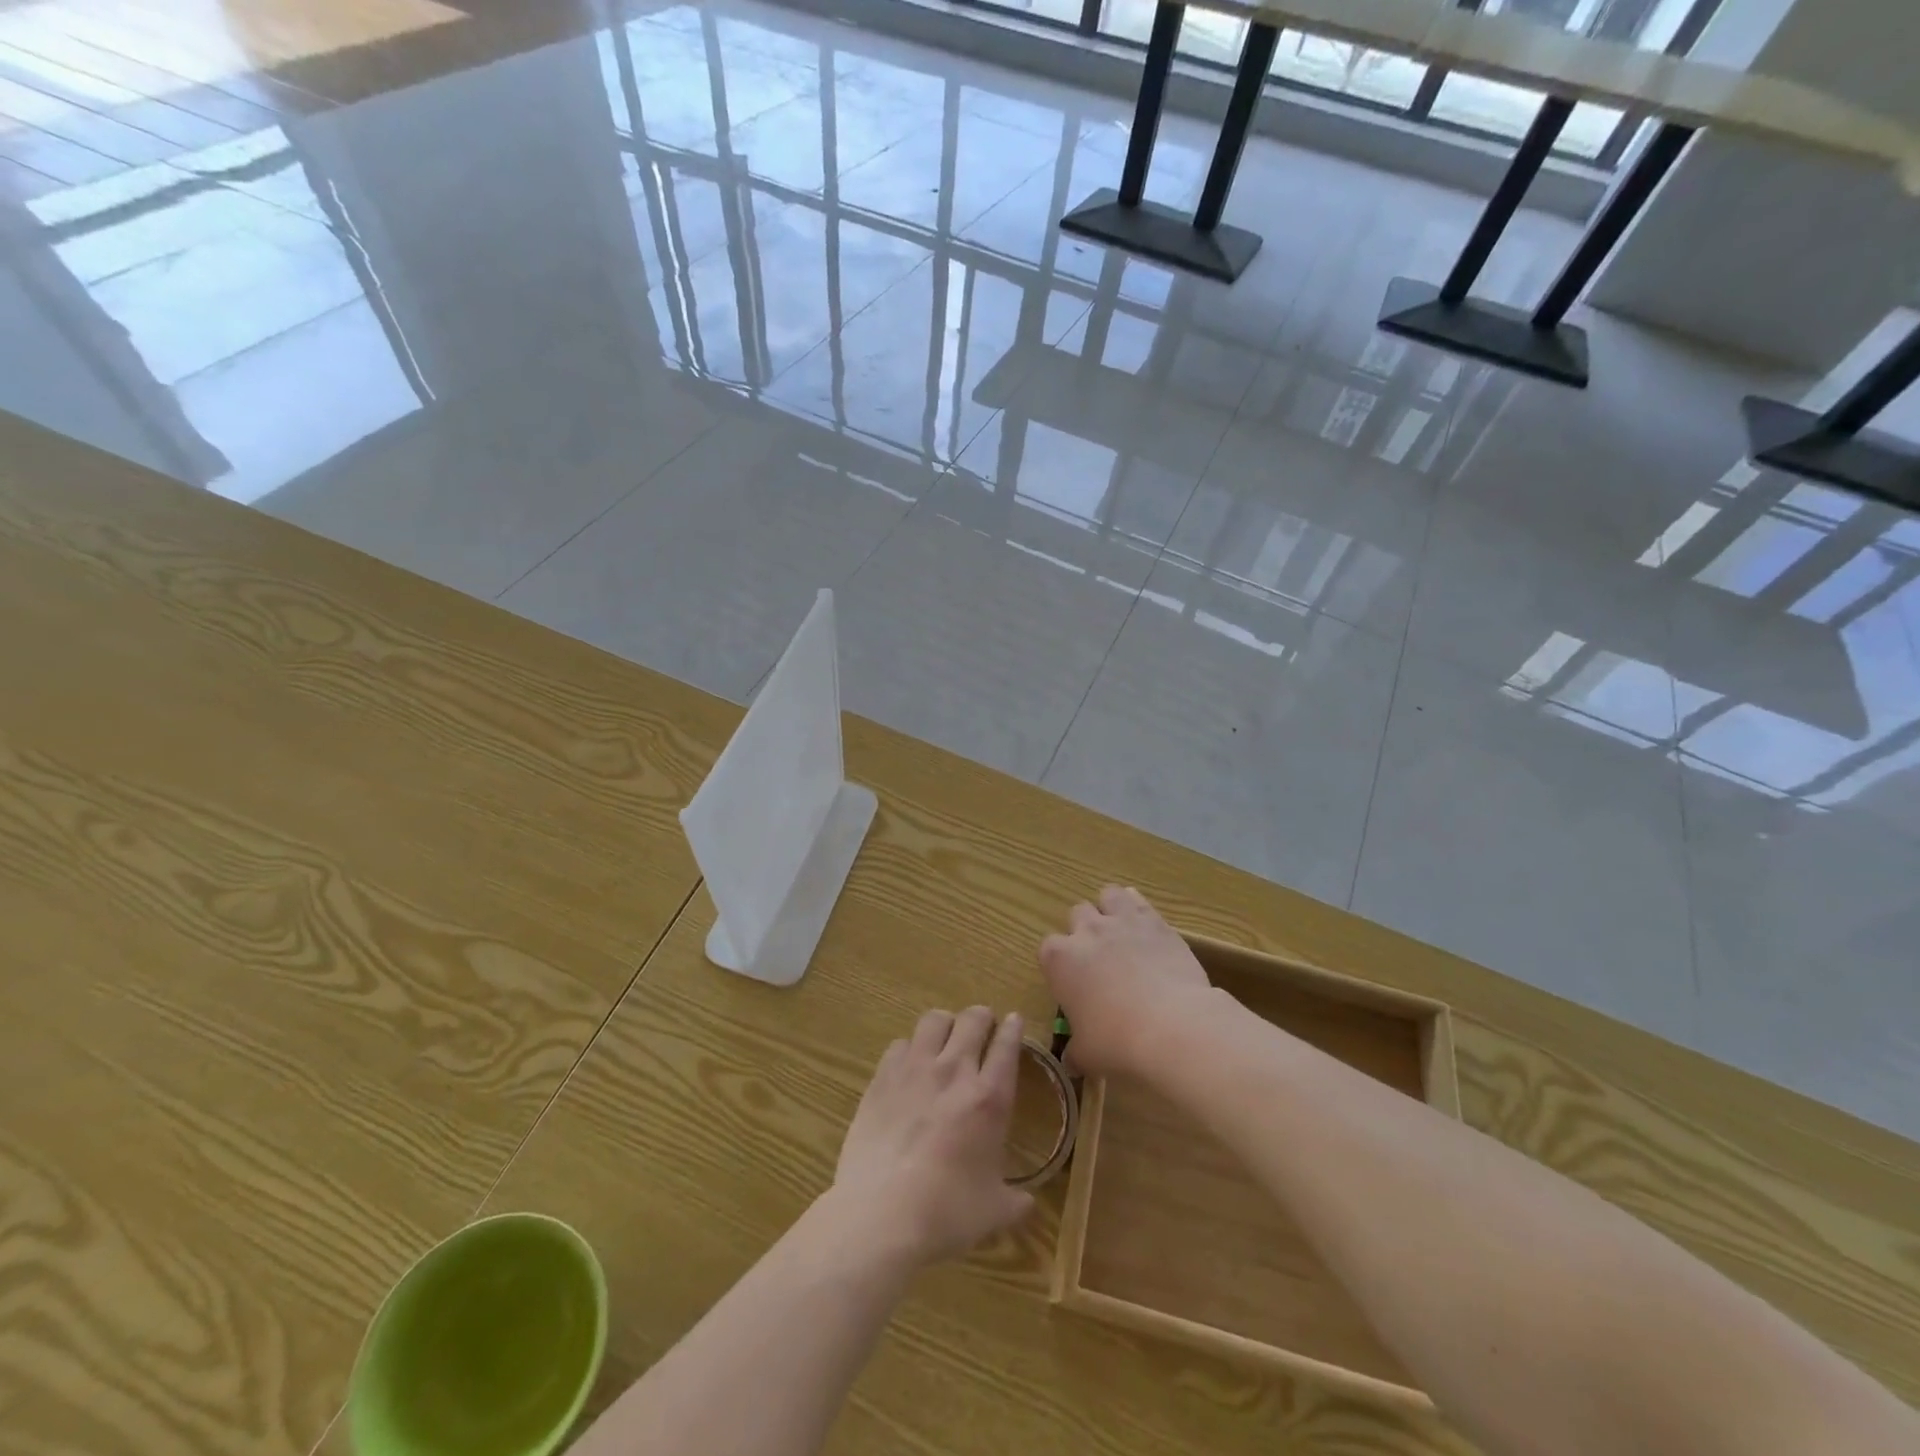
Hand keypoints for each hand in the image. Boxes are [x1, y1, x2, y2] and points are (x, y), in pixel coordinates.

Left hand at [832, 1007, 1033, 1265]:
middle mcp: (954, 1071)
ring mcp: (915, 1069)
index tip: (1014, 1020)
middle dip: (980, 1017)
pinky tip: (908, 1065)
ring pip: (934, 1020)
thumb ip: (1014, 1202)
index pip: (1006, 1046)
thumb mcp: (992, 1212)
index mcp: (989, 1099)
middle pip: (972, 1020)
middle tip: (981, 1026)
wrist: (881, 1214)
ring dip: (945, 1024)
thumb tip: (1027, 1204)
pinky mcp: (882, 1077)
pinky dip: (909, 1048)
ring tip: (945, 1036)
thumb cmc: (946, 1213)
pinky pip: (900, 1043)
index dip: (1012, 1028)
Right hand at [1039, 886, 1211, 1076]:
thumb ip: (1075, 1051)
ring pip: (1107, 895)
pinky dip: (1138, 908)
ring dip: (1110, 909)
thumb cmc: (1117, 1042)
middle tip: (1100, 959)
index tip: (1074, 983)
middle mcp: (1085, 931)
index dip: (1061, 964)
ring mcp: (1121, 921)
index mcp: (1059, 959)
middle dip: (1085, 931)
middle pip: (1077, 914)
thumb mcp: (1087, 1055)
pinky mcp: (1154, 921)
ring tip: (1122, 932)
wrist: (1172, 1026)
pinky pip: (1139, 900)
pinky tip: (1146, 926)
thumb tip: (1072, 1060)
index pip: (1049, 949)